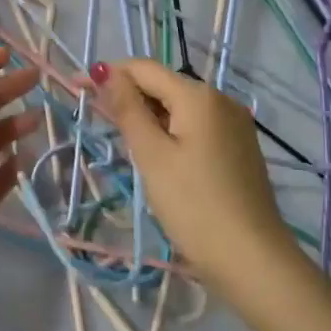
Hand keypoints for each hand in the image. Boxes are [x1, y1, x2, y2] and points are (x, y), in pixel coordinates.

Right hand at [87, 58, 296, 297]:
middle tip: (98, 122)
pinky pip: (196, 126)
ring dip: (149, 116)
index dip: (108, 73)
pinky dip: (172, 131)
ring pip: (180, 107)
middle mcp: (221, 99)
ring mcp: (235, 123)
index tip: (77, 87)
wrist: (253, 261)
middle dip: (129, 96)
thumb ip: (128, 109)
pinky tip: (159, 156)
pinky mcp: (239, 147)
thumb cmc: (194, 206)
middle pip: (164, 85)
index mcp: (198, 95)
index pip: (144, 69)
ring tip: (125, 142)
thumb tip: (106, 71)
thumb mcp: (152, 156)